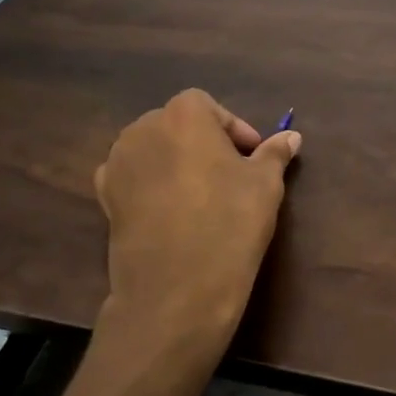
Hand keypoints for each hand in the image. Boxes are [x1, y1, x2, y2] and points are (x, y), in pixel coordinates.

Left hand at [95, 89, 300, 366]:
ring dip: (176, 162)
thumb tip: (291, 136)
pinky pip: (133, 177)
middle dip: (203, 143)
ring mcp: (118, 163)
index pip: (210, 107)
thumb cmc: (229, 224)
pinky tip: (171, 211)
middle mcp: (143, 129)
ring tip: (201, 195)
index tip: (252, 157)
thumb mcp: (265, 185)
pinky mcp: (104, 196)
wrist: (176, 288)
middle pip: (177, 124)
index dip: (234, 129)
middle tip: (230, 175)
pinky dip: (151, 184)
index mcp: (184, 115)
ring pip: (154, 150)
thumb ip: (274, 154)